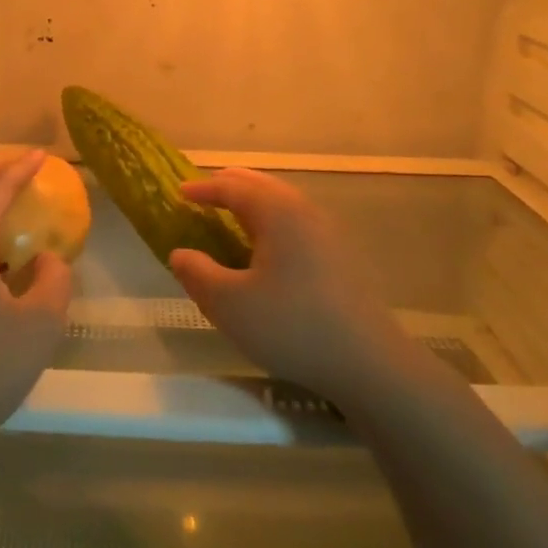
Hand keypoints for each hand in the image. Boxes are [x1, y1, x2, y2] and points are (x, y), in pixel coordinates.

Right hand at [169, 168, 415, 405]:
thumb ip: (198, 274)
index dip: (204, 188)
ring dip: (254, 203)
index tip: (180, 192)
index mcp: (277, 212)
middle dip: (231, 186)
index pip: (233, 187)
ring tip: (232, 216)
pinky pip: (296, 222)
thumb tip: (180, 254)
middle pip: (262, 186)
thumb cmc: (291, 326)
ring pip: (283, 203)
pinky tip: (266, 248)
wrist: (367, 361)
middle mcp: (304, 212)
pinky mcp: (340, 256)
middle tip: (205, 194)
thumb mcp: (229, 305)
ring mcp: (328, 233)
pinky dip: (272, 221)